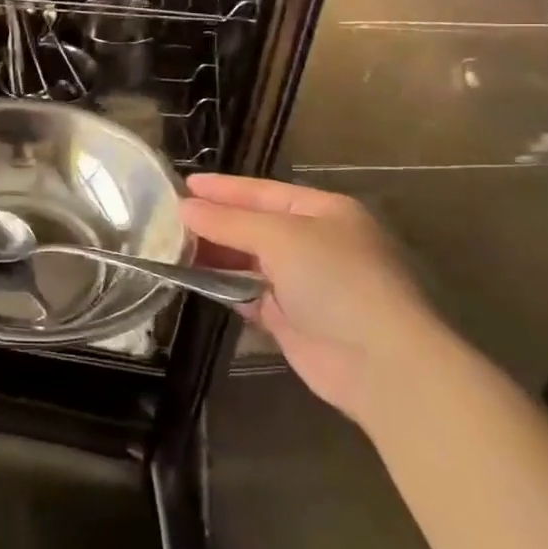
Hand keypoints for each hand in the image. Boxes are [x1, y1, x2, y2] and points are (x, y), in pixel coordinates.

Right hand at [181, 174, 439, 423]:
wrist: (380, 364)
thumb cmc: (335, 280)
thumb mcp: (279, 237)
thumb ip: (229, 222)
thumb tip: (184, 208)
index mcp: (324, 211)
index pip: (262, 192)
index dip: (222, 188)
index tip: (182, 184)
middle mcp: (315, 243)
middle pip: (254, 225)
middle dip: (214, 222)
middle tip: (167, 218)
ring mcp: (304, 283)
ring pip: (248, 261)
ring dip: (215, 255)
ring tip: (171, 246)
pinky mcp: (291, 319)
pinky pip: (249, 294)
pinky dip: (224, 287)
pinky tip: (193, 280)